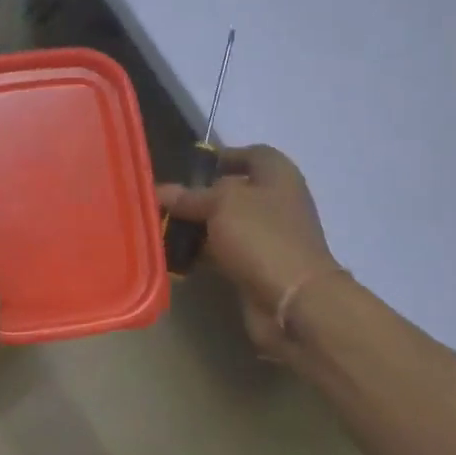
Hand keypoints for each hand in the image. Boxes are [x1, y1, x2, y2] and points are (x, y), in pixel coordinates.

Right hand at [158, 145, 342, 357]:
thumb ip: (190, 196)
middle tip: (166, 200)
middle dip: (201, 195)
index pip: (251, 154)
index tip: (189, 167)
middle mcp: (276, 201)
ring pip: (226, 223)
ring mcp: (269, 236)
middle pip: (234, 190)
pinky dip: (204, 252)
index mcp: (277, 175)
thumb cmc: (261, 236)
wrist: (293, 300)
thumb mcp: (220, 204)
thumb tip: (162, 190)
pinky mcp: (259, 266)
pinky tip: (177, 255)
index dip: (223, 156)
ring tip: (163, 227)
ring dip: (199, 226)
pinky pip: (226, 251)